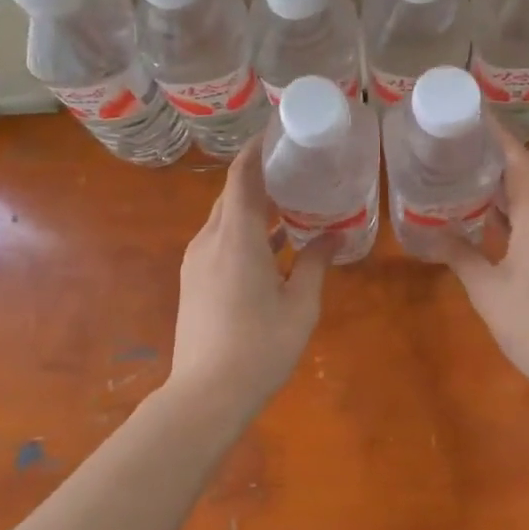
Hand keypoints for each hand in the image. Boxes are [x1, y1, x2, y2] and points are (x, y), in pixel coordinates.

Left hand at [170, 138, 330, 410]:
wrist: (205, 396)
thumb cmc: (259, 348)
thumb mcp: (300, 305)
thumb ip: (316, 264)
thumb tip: (334, 235)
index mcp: (236, 238)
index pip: (241, 177)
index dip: (256, 150)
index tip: (278, 133)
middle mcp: (210, 240)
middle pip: (232, 194)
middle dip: (260, 177)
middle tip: (297, 168)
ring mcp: (197, 261)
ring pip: (225, 219)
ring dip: (254, 207)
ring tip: (292, 204)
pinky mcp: (194, 280)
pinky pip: (220, 240)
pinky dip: (245, 231)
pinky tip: (273, 245)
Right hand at [432, 121, 528, 389]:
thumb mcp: (488, 291)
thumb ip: (460, 255)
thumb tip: (429, 235)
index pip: (518, 160)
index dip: (496, 137)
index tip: (473, 119)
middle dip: (498, 170)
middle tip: (461, 162)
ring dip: (514, 197)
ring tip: (476, 193)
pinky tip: (507, 229)